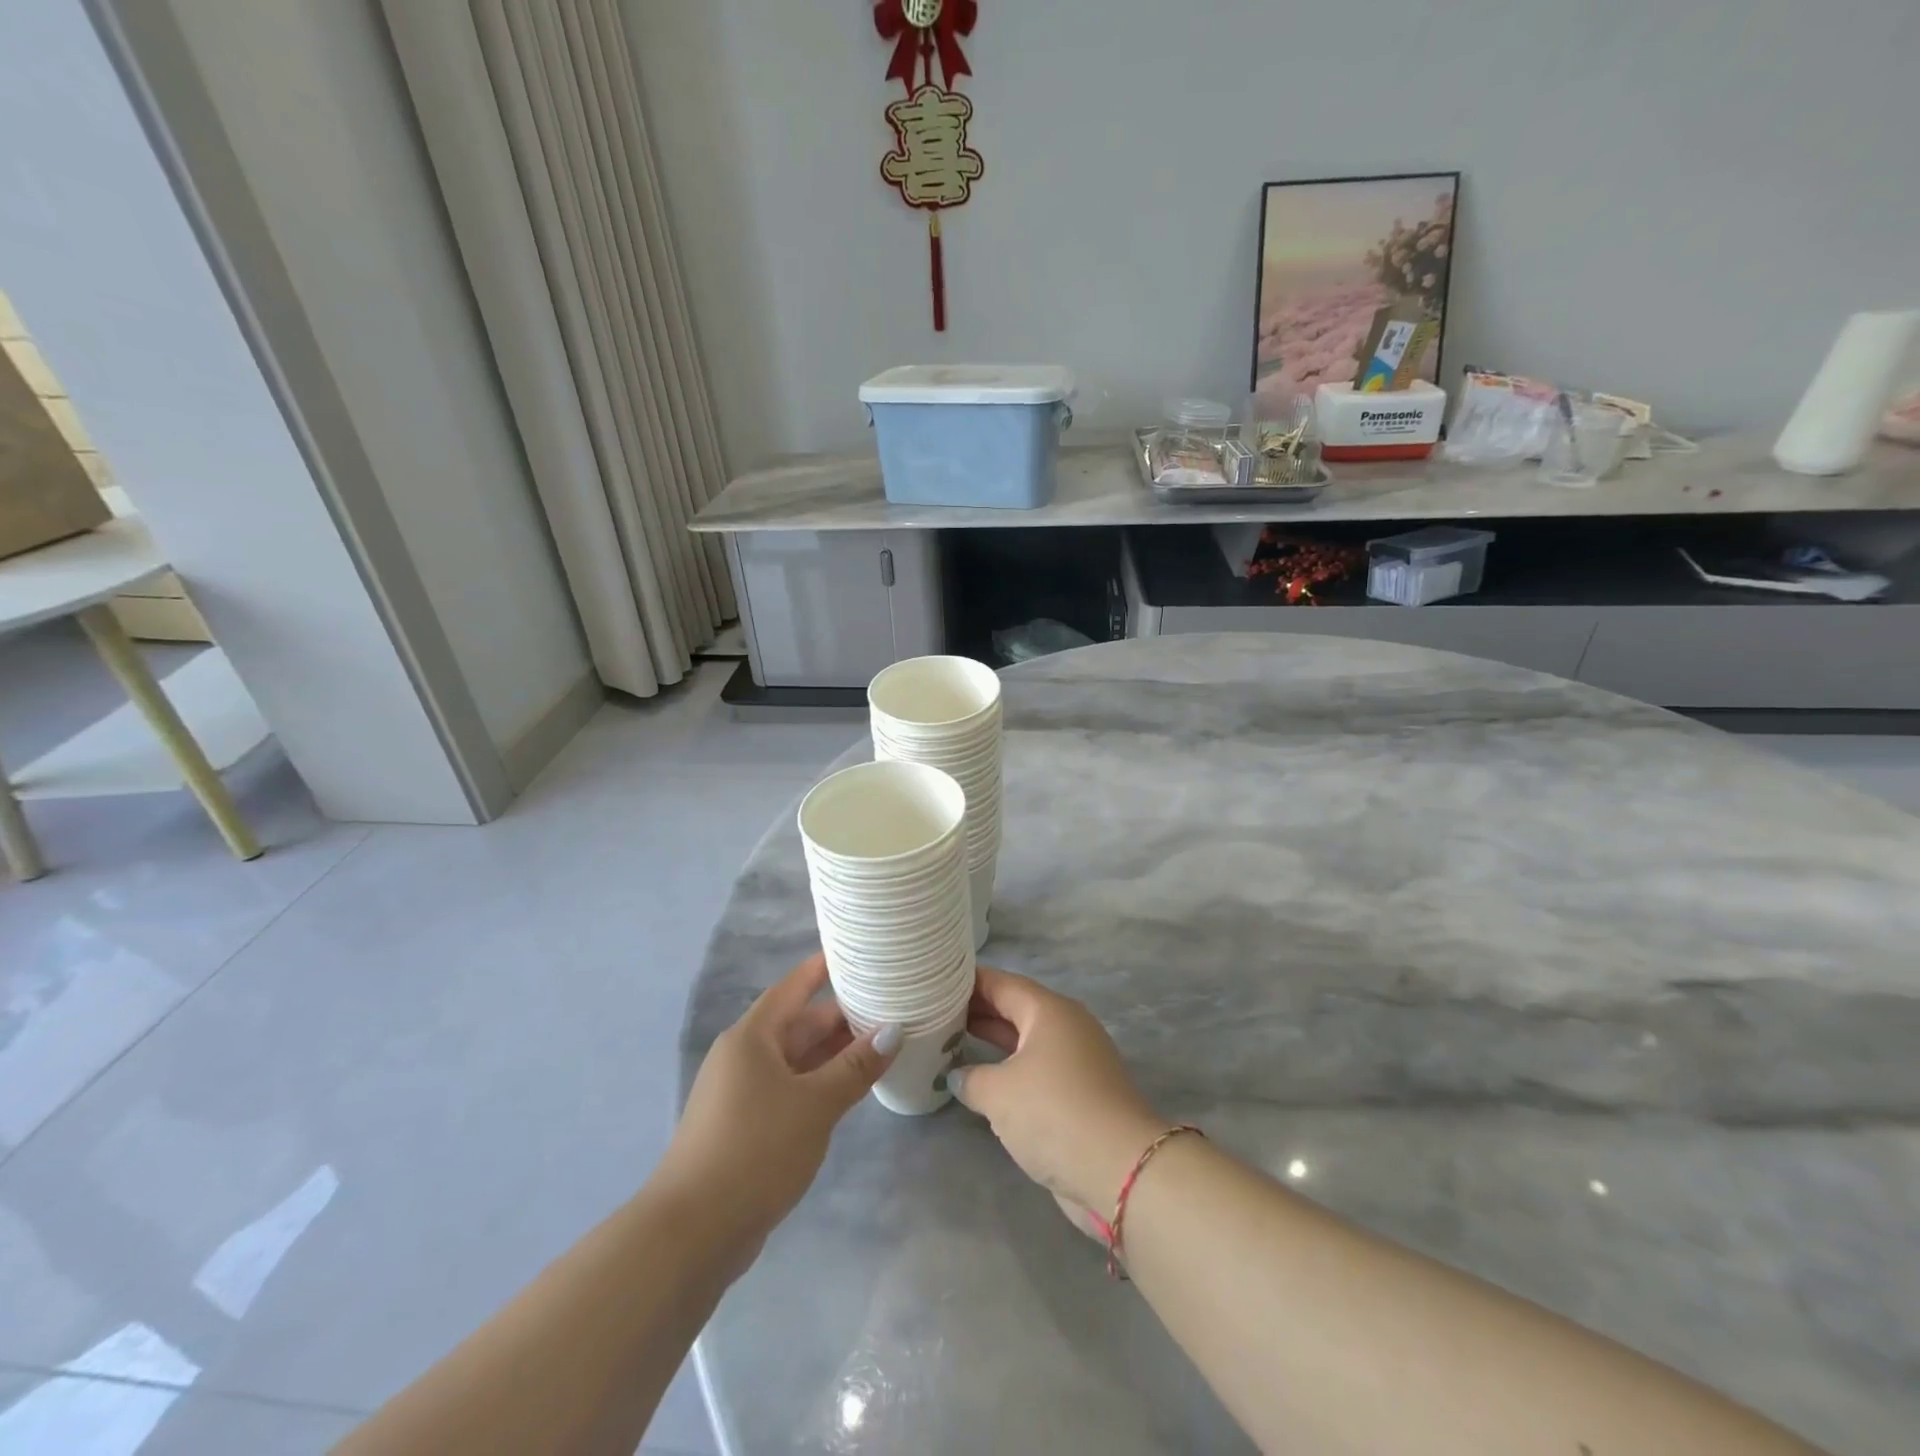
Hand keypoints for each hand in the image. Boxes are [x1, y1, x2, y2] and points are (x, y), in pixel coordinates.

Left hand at [658, 953, 897, 1252]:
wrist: (692, 1233)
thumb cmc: (756, 1150)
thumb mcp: (815, 1104)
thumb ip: (855, 1066)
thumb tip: (894, 1030)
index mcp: (753, 1037)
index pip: (795, 987)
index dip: (824, 968)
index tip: (860, 954)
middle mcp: (744, 1056)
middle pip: (799, 1024)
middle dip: (842, 1019)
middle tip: (891, 1010)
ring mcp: (742, 1092)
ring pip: (796, 1060)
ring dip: (834, 1056)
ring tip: (882, 1048)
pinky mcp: (744, 1125)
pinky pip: (789, 1089)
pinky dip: (819, 1085)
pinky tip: (850, 1092)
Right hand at [948, 966, 1165, 1227]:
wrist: (1120, 1170)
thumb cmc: (1054, 1112)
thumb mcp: (999, 1093)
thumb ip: (971, 1078)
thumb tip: (957, 1075)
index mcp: (1048, 1010)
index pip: (1000, 983)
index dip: (967, 982)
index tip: (934, 982)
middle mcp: (1065, 1025)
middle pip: (1014, 1008)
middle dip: (976, 1010)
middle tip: (935, 1011)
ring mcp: (1076, 1059)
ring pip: (1025, 1040)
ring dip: (992, 1041)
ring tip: (951, 1040)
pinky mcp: (1080, 1092)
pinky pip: (1036, 1068)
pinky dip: (1009, 1069)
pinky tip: (983, 1082)